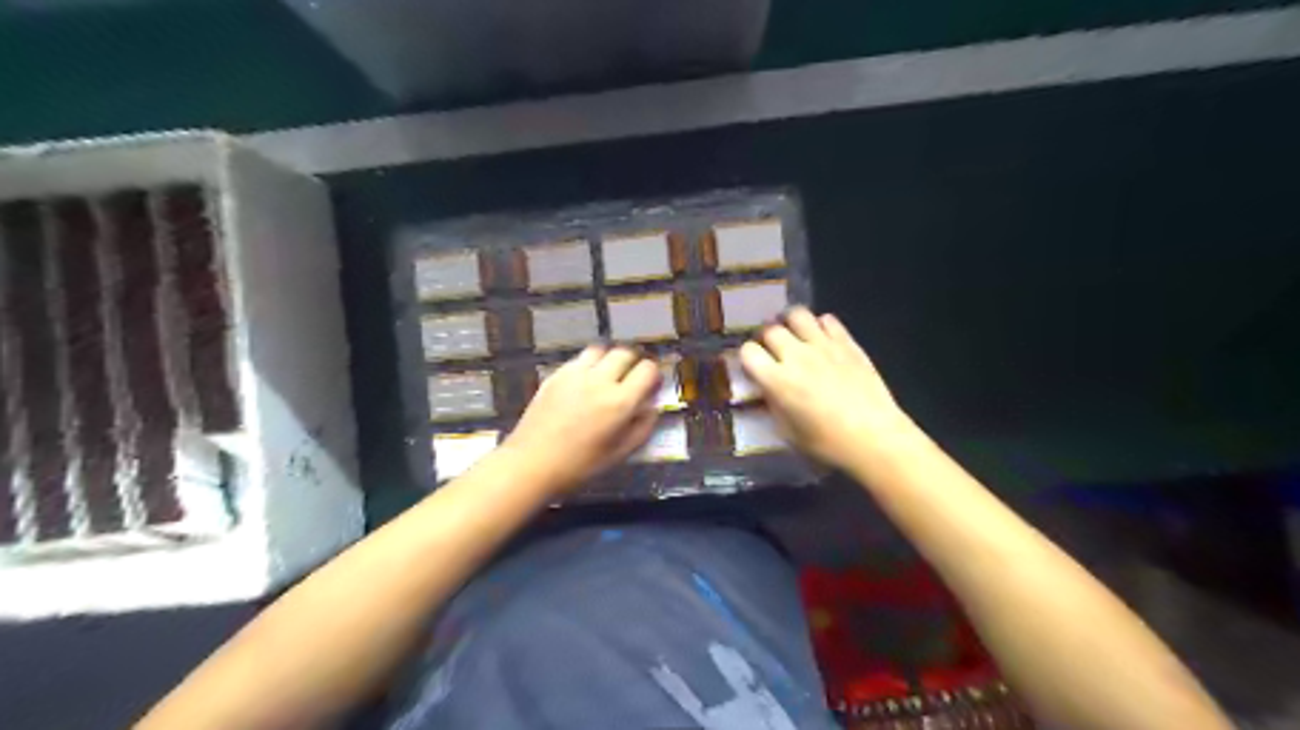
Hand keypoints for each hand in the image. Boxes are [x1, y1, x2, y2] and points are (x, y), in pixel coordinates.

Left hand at [500, 345, 659, 493]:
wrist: (532, 463)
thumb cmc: (580, 466)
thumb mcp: (620, 454)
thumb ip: (642, 427)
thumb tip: (651, 407)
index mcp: (620, 402)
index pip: (647, 369)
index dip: (653, 375)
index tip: (651, 385)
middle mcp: (600, 380)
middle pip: (625, 353)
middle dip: (633, 363)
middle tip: (631, 378)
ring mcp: (575, 374)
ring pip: (601, 350)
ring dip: (609, 359)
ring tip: (607, 375)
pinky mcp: (556, 375)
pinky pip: (579, 359)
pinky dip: (588, 365)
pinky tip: (584, 382)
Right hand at [736, 304, 918, 468]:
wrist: (875, 437)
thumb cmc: (828, 443)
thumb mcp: (789, 432)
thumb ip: (773, 406)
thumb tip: (766, 391)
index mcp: (778, 380)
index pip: (748, 351)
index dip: (748, 357)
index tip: (754, 367)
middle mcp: (796, 356)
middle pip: (770, 330)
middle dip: (767, 339)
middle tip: (772, 351)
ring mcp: (823, 345)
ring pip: (797, 314)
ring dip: (790, 323)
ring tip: (794, 335)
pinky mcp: (847, 343)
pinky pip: (827, 319)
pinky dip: (820, 325)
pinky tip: (822, 339)